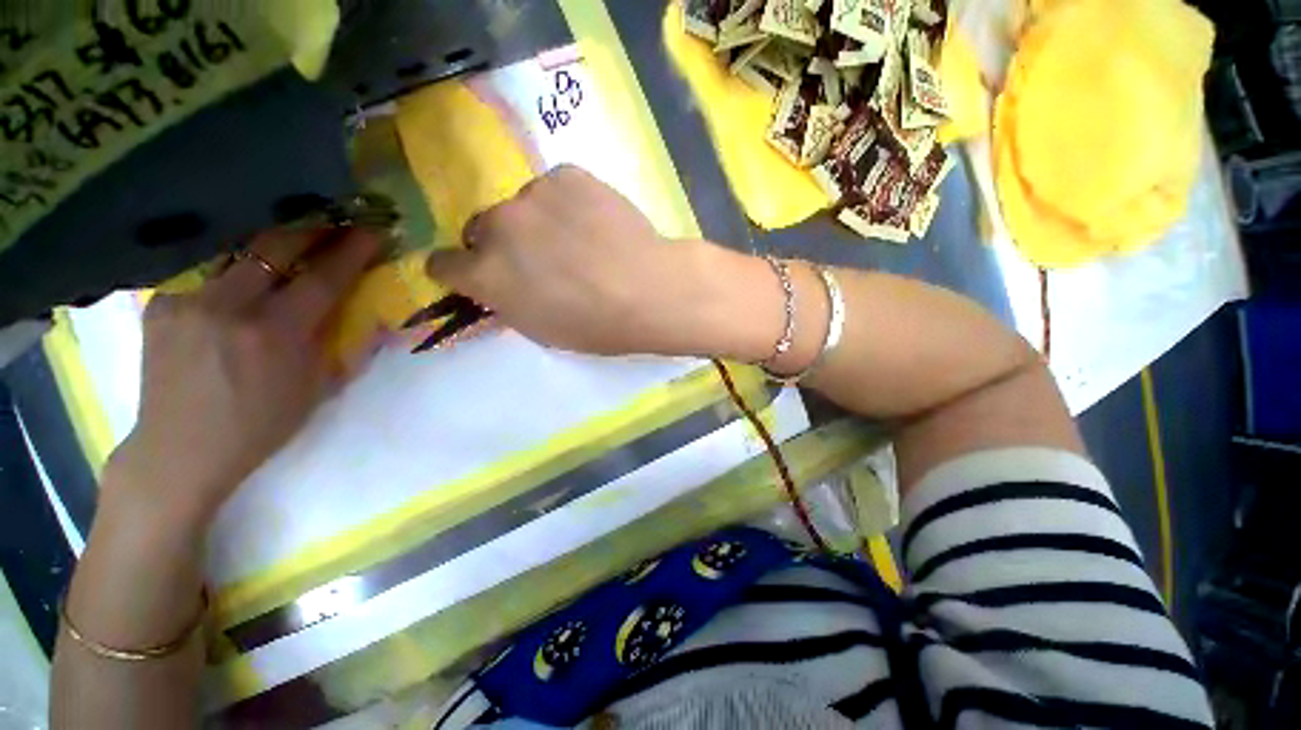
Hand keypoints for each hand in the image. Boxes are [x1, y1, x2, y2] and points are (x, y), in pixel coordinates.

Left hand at [104, 226, 380, 528]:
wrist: (179, 450)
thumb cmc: (261, 425)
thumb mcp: (317, 389)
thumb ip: (342, 344)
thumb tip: (369, 314)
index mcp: (274, 335)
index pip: (322, 278)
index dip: (351, 252)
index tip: (371, 230)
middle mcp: (228, 308)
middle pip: (274, 248)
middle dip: (309, 229)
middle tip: (333, 220)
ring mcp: (187, 302)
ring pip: (238, 255)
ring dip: (271, 247)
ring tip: (291, 242)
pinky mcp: (160, 305)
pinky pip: (207, 276)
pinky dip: (233, 273)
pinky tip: (241, 283)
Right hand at [424, 165, 744, 357]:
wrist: (649, 291)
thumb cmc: (597, 326)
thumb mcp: (541, 330)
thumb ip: (506, 301)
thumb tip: (497, 283)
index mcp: (485, 274)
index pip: (442, 264)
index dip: (461, 271)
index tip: (480, 276)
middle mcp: (497, 227)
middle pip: (480, 229)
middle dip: (501, 246)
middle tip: (541, 259)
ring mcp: (531, 195)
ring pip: (520, 207)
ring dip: (536, 222)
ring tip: (578, 241)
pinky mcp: (566, 175)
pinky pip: (554, 188)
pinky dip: (567, 204)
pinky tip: (595, 222)